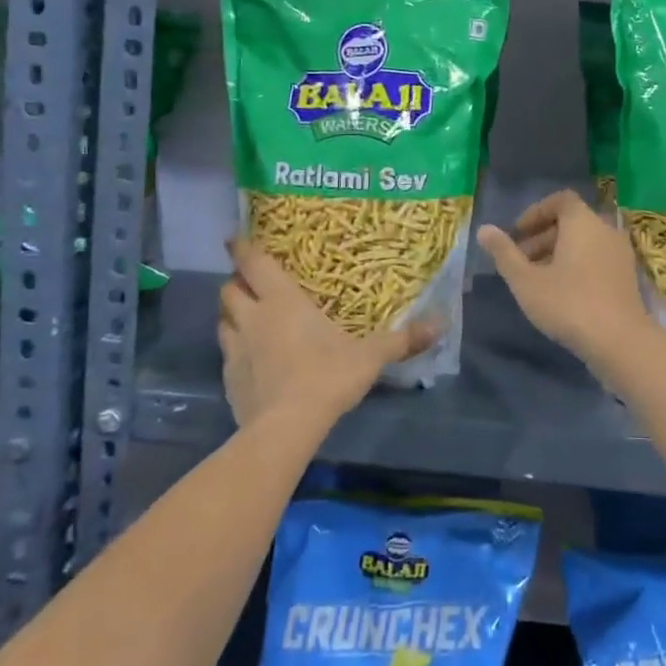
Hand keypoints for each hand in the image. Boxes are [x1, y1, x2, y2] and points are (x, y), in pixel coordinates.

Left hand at [218, 238, 436, 432]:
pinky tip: (252, 362)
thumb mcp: (370, 356)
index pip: (253, 263)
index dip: (241, 247)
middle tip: (251, 282)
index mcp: (282, 301)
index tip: (234, 237)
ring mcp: (235, 350)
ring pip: (223, 320)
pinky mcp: (229, 379)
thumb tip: (442, 323)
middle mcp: (253, 318)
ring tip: (249, 318)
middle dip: (237, 281)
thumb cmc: (327, 376)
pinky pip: (227, 354)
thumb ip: (402, 339)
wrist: (286, 428)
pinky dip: (236, 351)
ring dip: (232, 315)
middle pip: (229, 289)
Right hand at [476, 190, 655, 370]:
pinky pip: (597, 257)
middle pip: (571, 221)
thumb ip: (504, 253)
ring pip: (585, 242)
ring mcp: (620, 253)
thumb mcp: (526, 280)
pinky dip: (578, 264)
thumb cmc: (568, 304)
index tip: (517, 234)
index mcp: (582, 222)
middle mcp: (605, 229)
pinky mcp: (627, 276)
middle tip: (520, 260)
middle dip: (543, 236)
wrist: (620, 341)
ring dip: (559, 252)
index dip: (536, 212)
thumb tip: (484, 229)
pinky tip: (562, 292)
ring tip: (537, 279)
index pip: (560, 200)